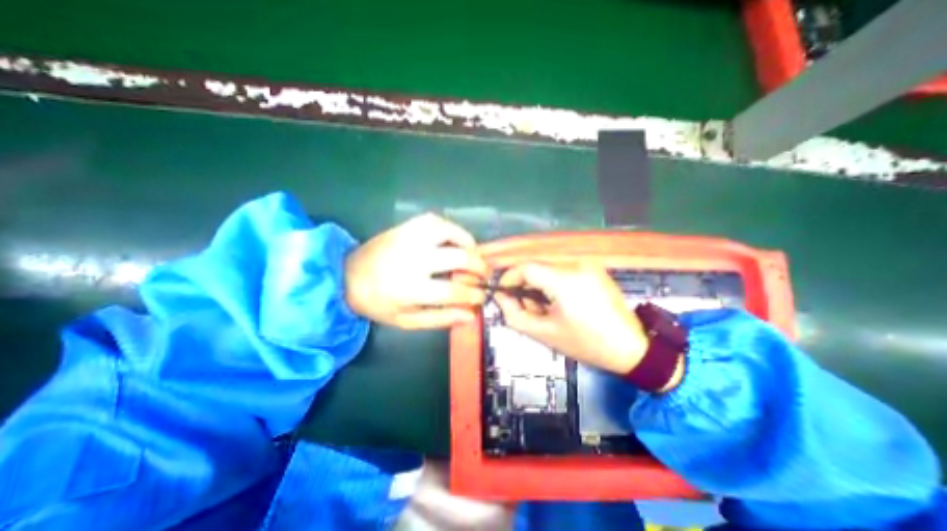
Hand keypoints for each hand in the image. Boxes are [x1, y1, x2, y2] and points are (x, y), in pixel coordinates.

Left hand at [344, 215, 486, 329]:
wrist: (347, 275)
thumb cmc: (378, 302)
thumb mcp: (407, 320)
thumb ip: (440, 318)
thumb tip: (471, 315)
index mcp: (410, 288)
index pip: (454, 290)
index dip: (474, 294)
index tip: (482, 296)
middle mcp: (413, 259)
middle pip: (459, 258)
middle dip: (480, 267)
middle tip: (484, 274)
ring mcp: (409, 238)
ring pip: (451, 232)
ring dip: (469, 243)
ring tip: (473, 255)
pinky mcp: (406, 226)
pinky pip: (437, 221)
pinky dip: (452, 230)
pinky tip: (455, 240)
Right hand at [492, 261, 648, 372]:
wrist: (631, 348)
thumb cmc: (586, 343)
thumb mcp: (544, 333)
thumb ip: (514, 314)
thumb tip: (501, 296)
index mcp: (565, 280)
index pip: (526, 267)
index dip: (509, 278)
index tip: (503, 293)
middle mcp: (577, 264)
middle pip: (536, 266)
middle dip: (525, 285)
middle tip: (526, 308)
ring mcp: (588, 264)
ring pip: (548, 268)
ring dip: (539, 285)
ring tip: (546, 309)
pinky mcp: (594, 268)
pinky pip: (563, 270)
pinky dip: (553, 283)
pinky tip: (560, 302)